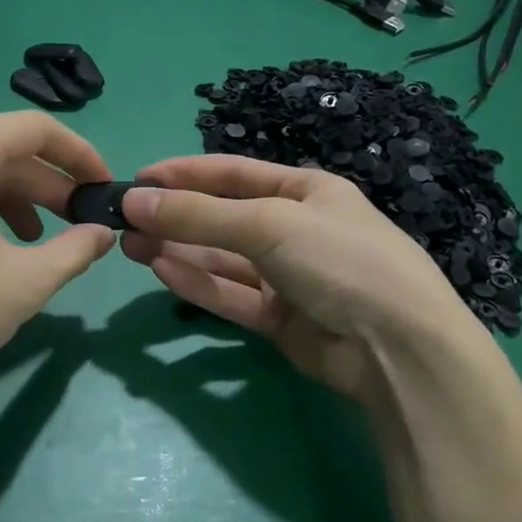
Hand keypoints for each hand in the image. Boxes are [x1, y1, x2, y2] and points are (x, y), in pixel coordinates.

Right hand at [120, 154, 484, 406]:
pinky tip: (162, 271)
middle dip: (175, 218)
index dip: (185, 174)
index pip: (233, 174)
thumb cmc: (339, 260)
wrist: (397, 347)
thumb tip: (134, 200)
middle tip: (124, 221)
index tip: (138, 179)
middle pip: (223, 218)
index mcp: (305, 191)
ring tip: (130, 246)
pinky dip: (198, 283)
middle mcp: (295, 229)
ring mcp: (287, 276)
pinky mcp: (280, 319)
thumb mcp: (268, 224)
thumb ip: (198, 215)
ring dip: (179, 250)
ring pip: (222, 259)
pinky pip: (231, 294)